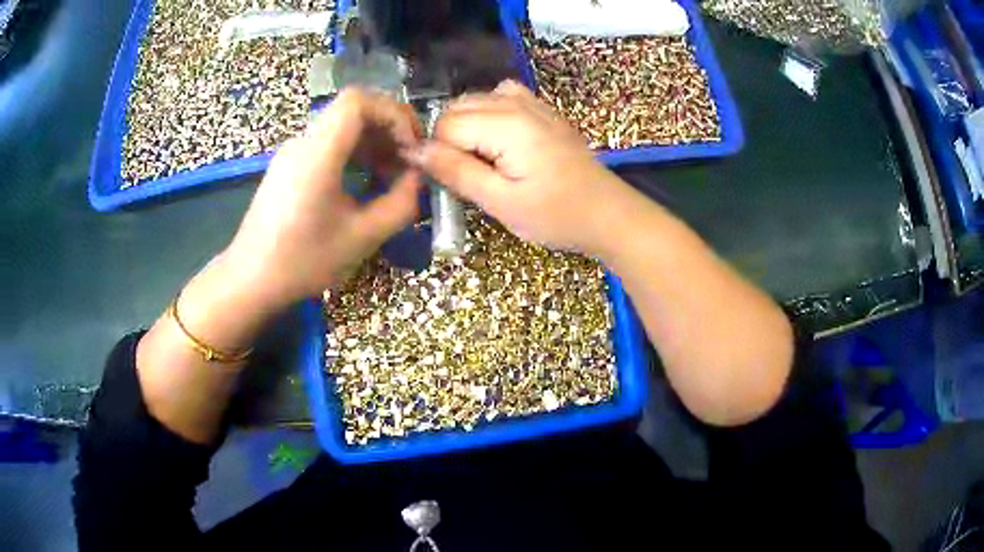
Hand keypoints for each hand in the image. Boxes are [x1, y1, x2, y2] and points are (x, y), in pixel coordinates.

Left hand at [223, 88, 423, 310]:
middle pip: (352, 110)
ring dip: (372, 142)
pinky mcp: (288, 167)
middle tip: (408, 162)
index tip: (410, 146)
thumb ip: (401, 204)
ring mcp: (293, 153)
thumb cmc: (302, 261)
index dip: (393, 113)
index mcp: (318, 152)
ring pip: (341, 126)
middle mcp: (303, 142)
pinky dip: (353, 153)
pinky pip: (327, 144)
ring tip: (392, 174)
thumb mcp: (362, 238)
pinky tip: (365, 182)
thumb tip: (419, 179)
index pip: (358, 100)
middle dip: (388, 128)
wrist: (250, 280)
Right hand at [413, 80, 629, 254]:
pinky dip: (489, 114)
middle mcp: (516, 103)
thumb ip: (456, 172)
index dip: (439, 153)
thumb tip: (415, 151)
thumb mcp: (501, 202)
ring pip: (475, 100)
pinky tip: (499, 139)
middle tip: (469, 175)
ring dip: (467, 126)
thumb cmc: (556, 214)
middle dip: (450, 139)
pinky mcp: (542, 108)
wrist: (606, 212)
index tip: (452, 181)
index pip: (446, 125)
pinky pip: (500, 96)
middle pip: (457, 107)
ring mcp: (532, 102)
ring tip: (483, 160)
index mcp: (506, 125)